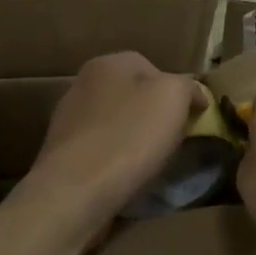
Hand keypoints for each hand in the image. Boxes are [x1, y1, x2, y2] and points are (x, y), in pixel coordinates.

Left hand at [27, 52, 208, 222]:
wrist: (75, 191)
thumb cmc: (130, 136)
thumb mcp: (174, 97)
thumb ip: (188, 86)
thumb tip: (194, 94)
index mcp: (108, 63)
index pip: (153, 67)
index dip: (177, 91)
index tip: (192, 117)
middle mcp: (82, 84)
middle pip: (132, 95)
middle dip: (154, 115)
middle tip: (174, 139)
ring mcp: (67, 120)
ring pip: (115, 123)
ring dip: (133, 138)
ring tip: (150, 162)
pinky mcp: (61, 155)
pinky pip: (99, 150)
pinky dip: (115, 160)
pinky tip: (124, 177)